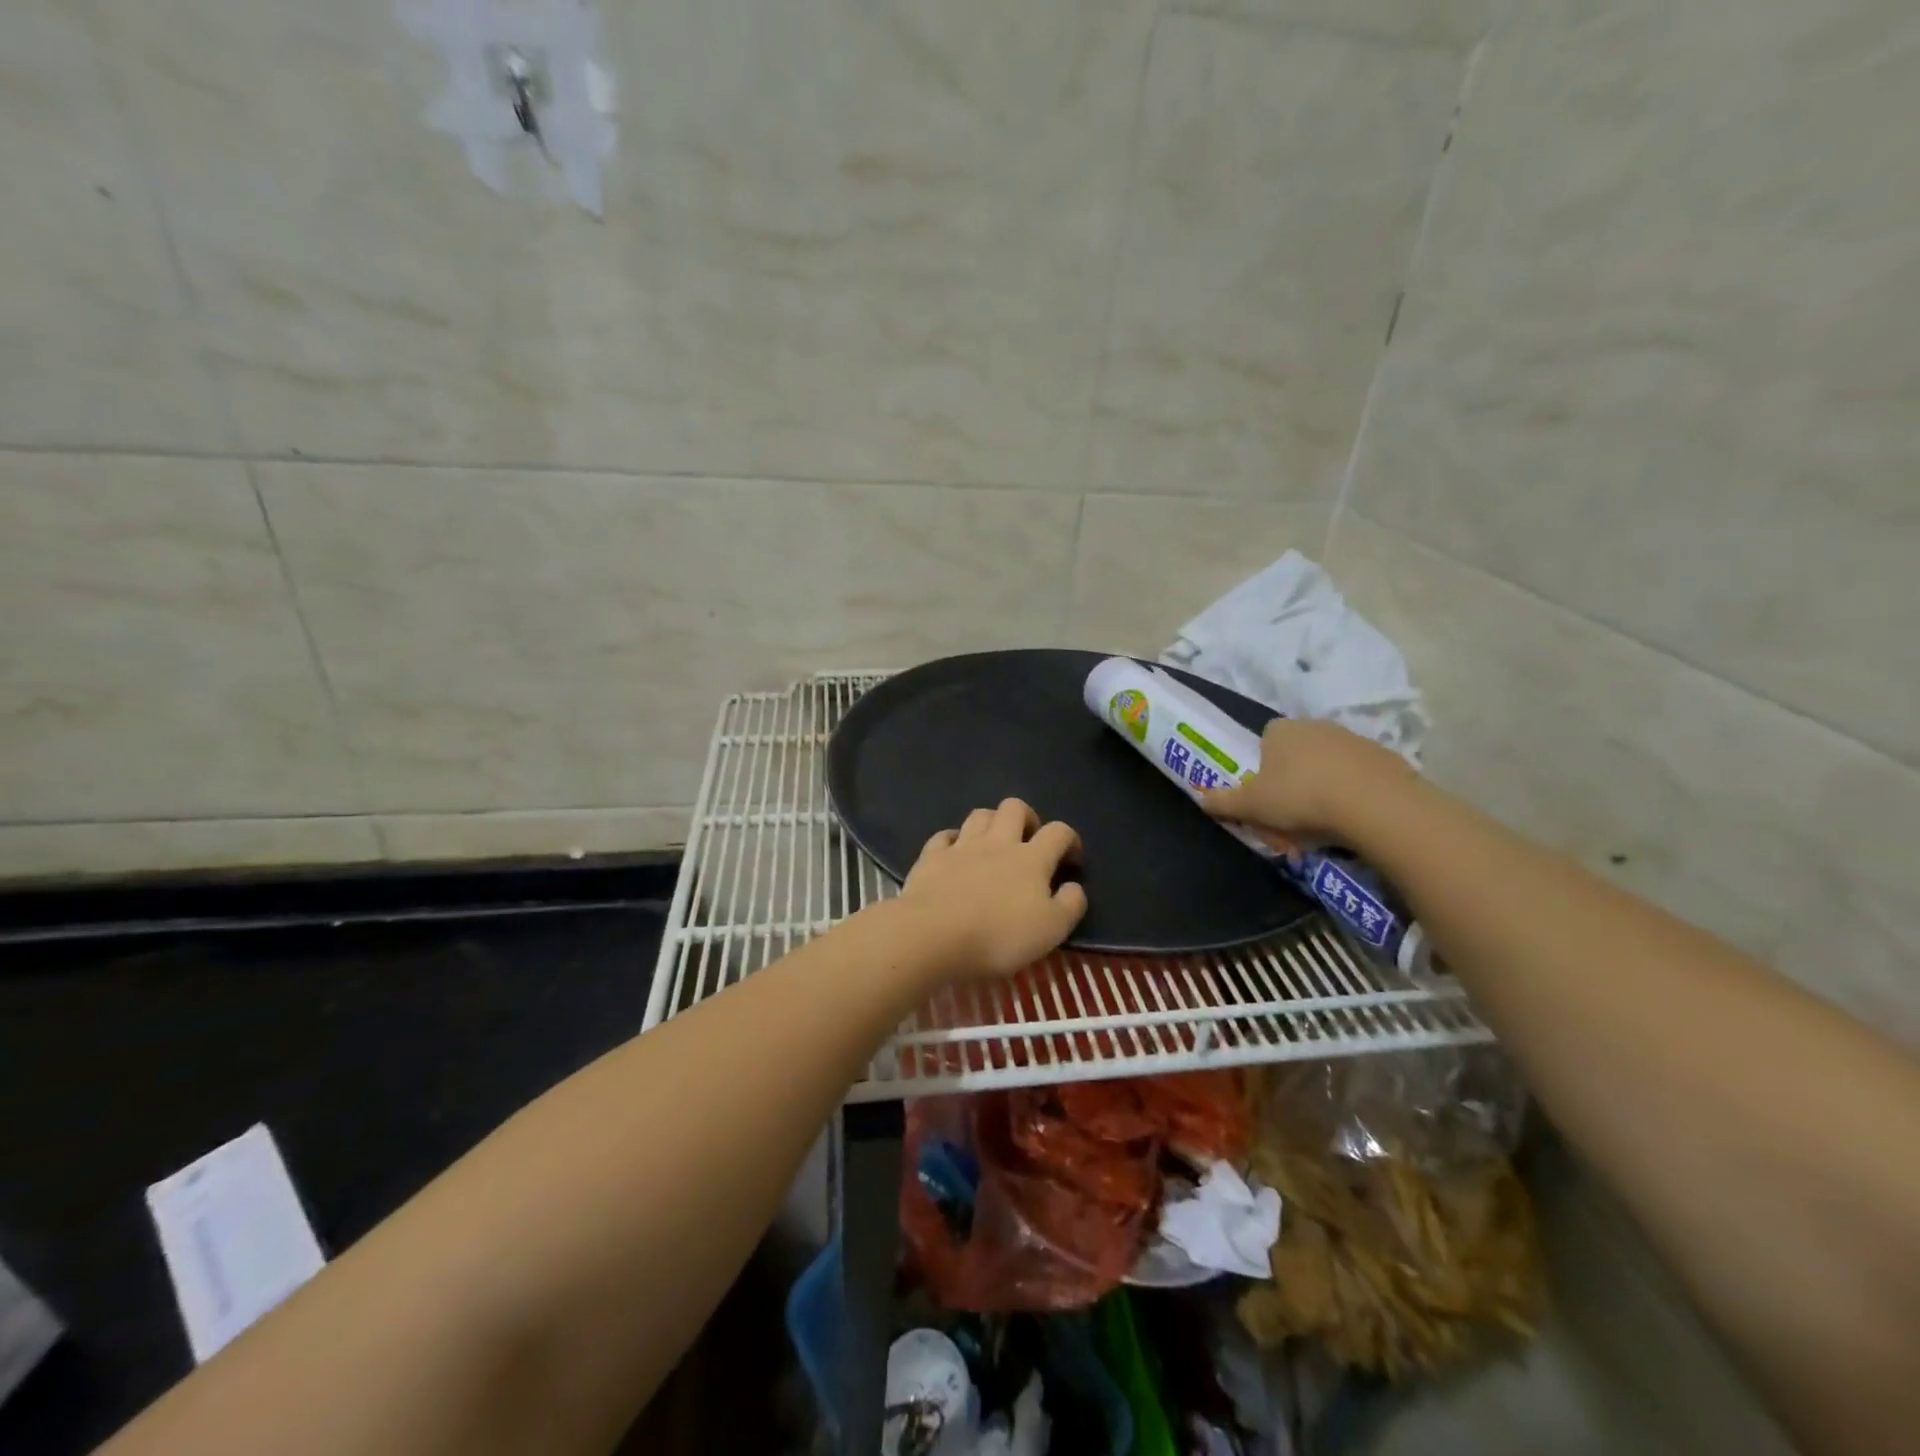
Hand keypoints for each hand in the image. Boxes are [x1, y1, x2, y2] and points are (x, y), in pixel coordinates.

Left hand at [895, 798, 1086, 980]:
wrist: (933, 935)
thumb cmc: (998, 936)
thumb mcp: (1051, 930)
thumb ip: (1070, 905)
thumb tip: (1074, 886)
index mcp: (1031, 859)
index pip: (1058, 832)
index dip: (1070, 839)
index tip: (1071, 859)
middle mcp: (997, 843)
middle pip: (1015, 808)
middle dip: (1027, 817)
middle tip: (1029, 840)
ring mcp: (961, 846)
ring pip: (980, 815)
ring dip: (991, 822)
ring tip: (994, 843)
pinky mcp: (931, 857)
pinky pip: (944, 836)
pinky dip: (953, 839)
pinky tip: (954, 852)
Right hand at [1201, 719, 1414, 849]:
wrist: (1373, 803)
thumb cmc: (1299, 797)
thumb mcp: (1251, 805)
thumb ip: (1223, 801)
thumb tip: (1200, 797)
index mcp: (1280, 730)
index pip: (1265, 741)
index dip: (1263, 768)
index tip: (1266, 795)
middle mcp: (1316, 725)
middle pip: (1297, 752)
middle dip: (1294, 778)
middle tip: (1292, 814)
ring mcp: (1353, 739)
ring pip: (1329, 764)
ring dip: (1324, 786)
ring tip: (1324, 822)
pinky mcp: (1385, 757)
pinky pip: (1360, 776)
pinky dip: (1354, 793)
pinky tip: (1353, 818)